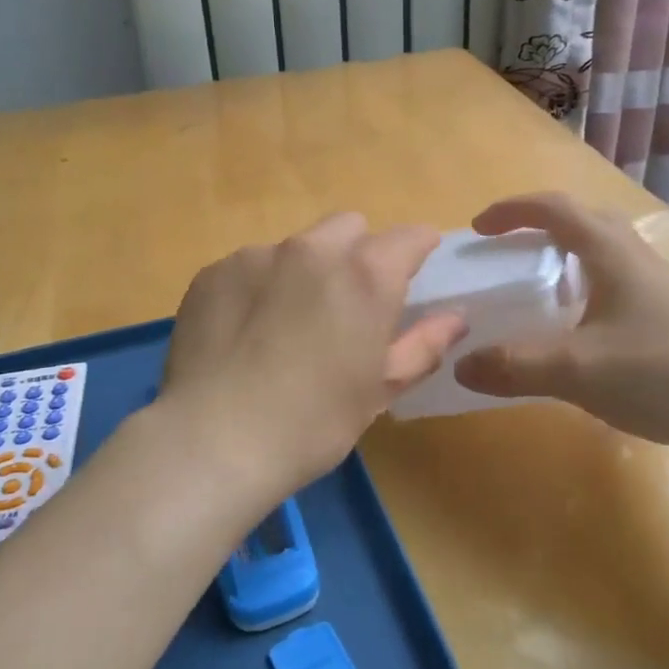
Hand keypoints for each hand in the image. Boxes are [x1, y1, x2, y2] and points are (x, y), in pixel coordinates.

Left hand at [159, 214, 466, 498]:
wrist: (213, 441)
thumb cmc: (313, 423)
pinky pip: (250, 265)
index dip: (417, 250)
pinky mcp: (213, 271)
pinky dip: (258, 286)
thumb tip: (455, 317)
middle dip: (358, 252)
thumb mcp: (379, 390)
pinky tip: (245, 332)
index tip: (413, 272)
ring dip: (304, 270)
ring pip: (296, 245)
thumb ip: (423, 345)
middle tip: (346, 304)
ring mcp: (256, 255)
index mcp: (365, 275)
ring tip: (286, 325)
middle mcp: (313, 250)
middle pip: (349, 227)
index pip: (409, 236)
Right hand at [453, 193, 668, 466]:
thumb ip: (516, 365)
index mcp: (611, 253)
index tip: (478, 228)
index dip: (512, 211)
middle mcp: (635, 257)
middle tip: (506, 249)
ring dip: (564, 255)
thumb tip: (460, 364)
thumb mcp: (578, 370)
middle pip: (583, 219)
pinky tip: (578, 328)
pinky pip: (615, 281)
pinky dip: (584, 286)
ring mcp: (657, 286)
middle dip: (538, 225)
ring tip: (536, 286)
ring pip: (603, 251)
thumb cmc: (662, 373)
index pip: (554, 209)